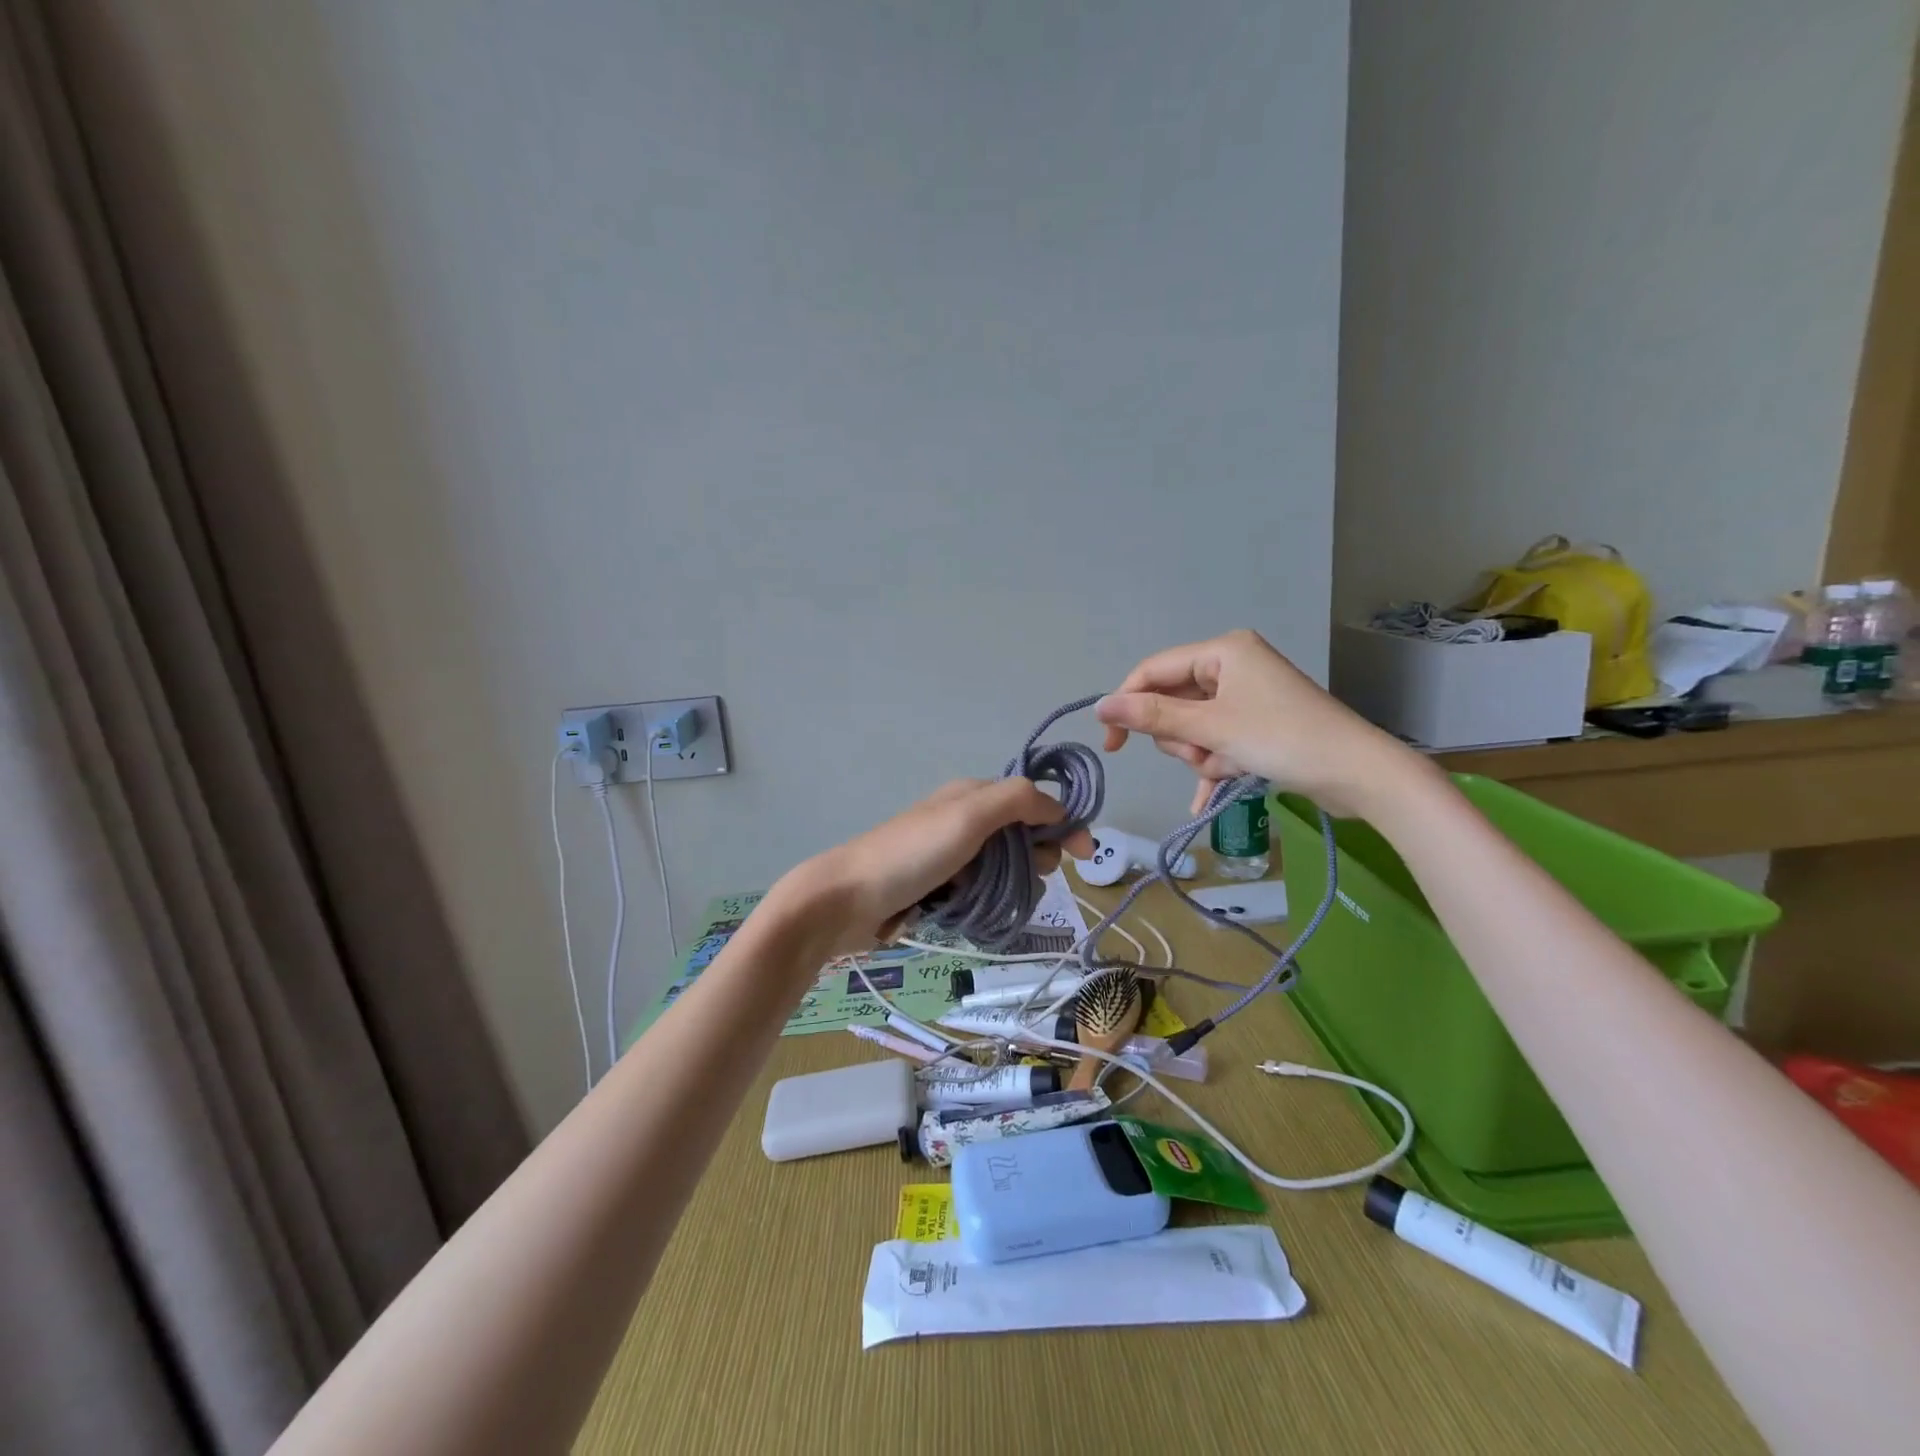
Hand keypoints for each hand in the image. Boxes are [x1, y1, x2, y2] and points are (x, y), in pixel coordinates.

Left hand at [776, 779, 1095, 956]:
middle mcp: (964, 820)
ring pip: (1006, 868)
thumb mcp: (968, 816)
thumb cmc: (912, 853)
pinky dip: (990, 900)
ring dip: (1013, 884)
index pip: (1034, 801)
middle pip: (1023, 837)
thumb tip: (1059, 808)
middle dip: (1036, 858)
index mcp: (972, 795)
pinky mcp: (939, 887)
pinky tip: (980, 912)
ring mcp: (950, 856)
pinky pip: (983, 891)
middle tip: (1025, 878)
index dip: (1062, 824)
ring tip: (996, 900)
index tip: (1084, 857)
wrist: (847, 898)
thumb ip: (1017, 800)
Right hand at [1096, 628, 1424, 816]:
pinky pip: (1218, 740)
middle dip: (1181, 736)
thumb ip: (1153, 716)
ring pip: (1194, 726)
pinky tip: (1206, 797)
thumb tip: (1100, 706)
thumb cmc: (1282, 738)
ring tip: (1226, 767)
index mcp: (1222, 652)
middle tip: (1200, 755)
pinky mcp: (1258, 724)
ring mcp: (1247, 696)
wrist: (1358, 773)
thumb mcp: (1211, 727)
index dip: (1128, 704)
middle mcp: (1233, 666)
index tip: (1113, 743)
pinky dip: (1213, 765)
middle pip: (1174, 701)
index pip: (1154, 671)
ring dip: (1201, 753)